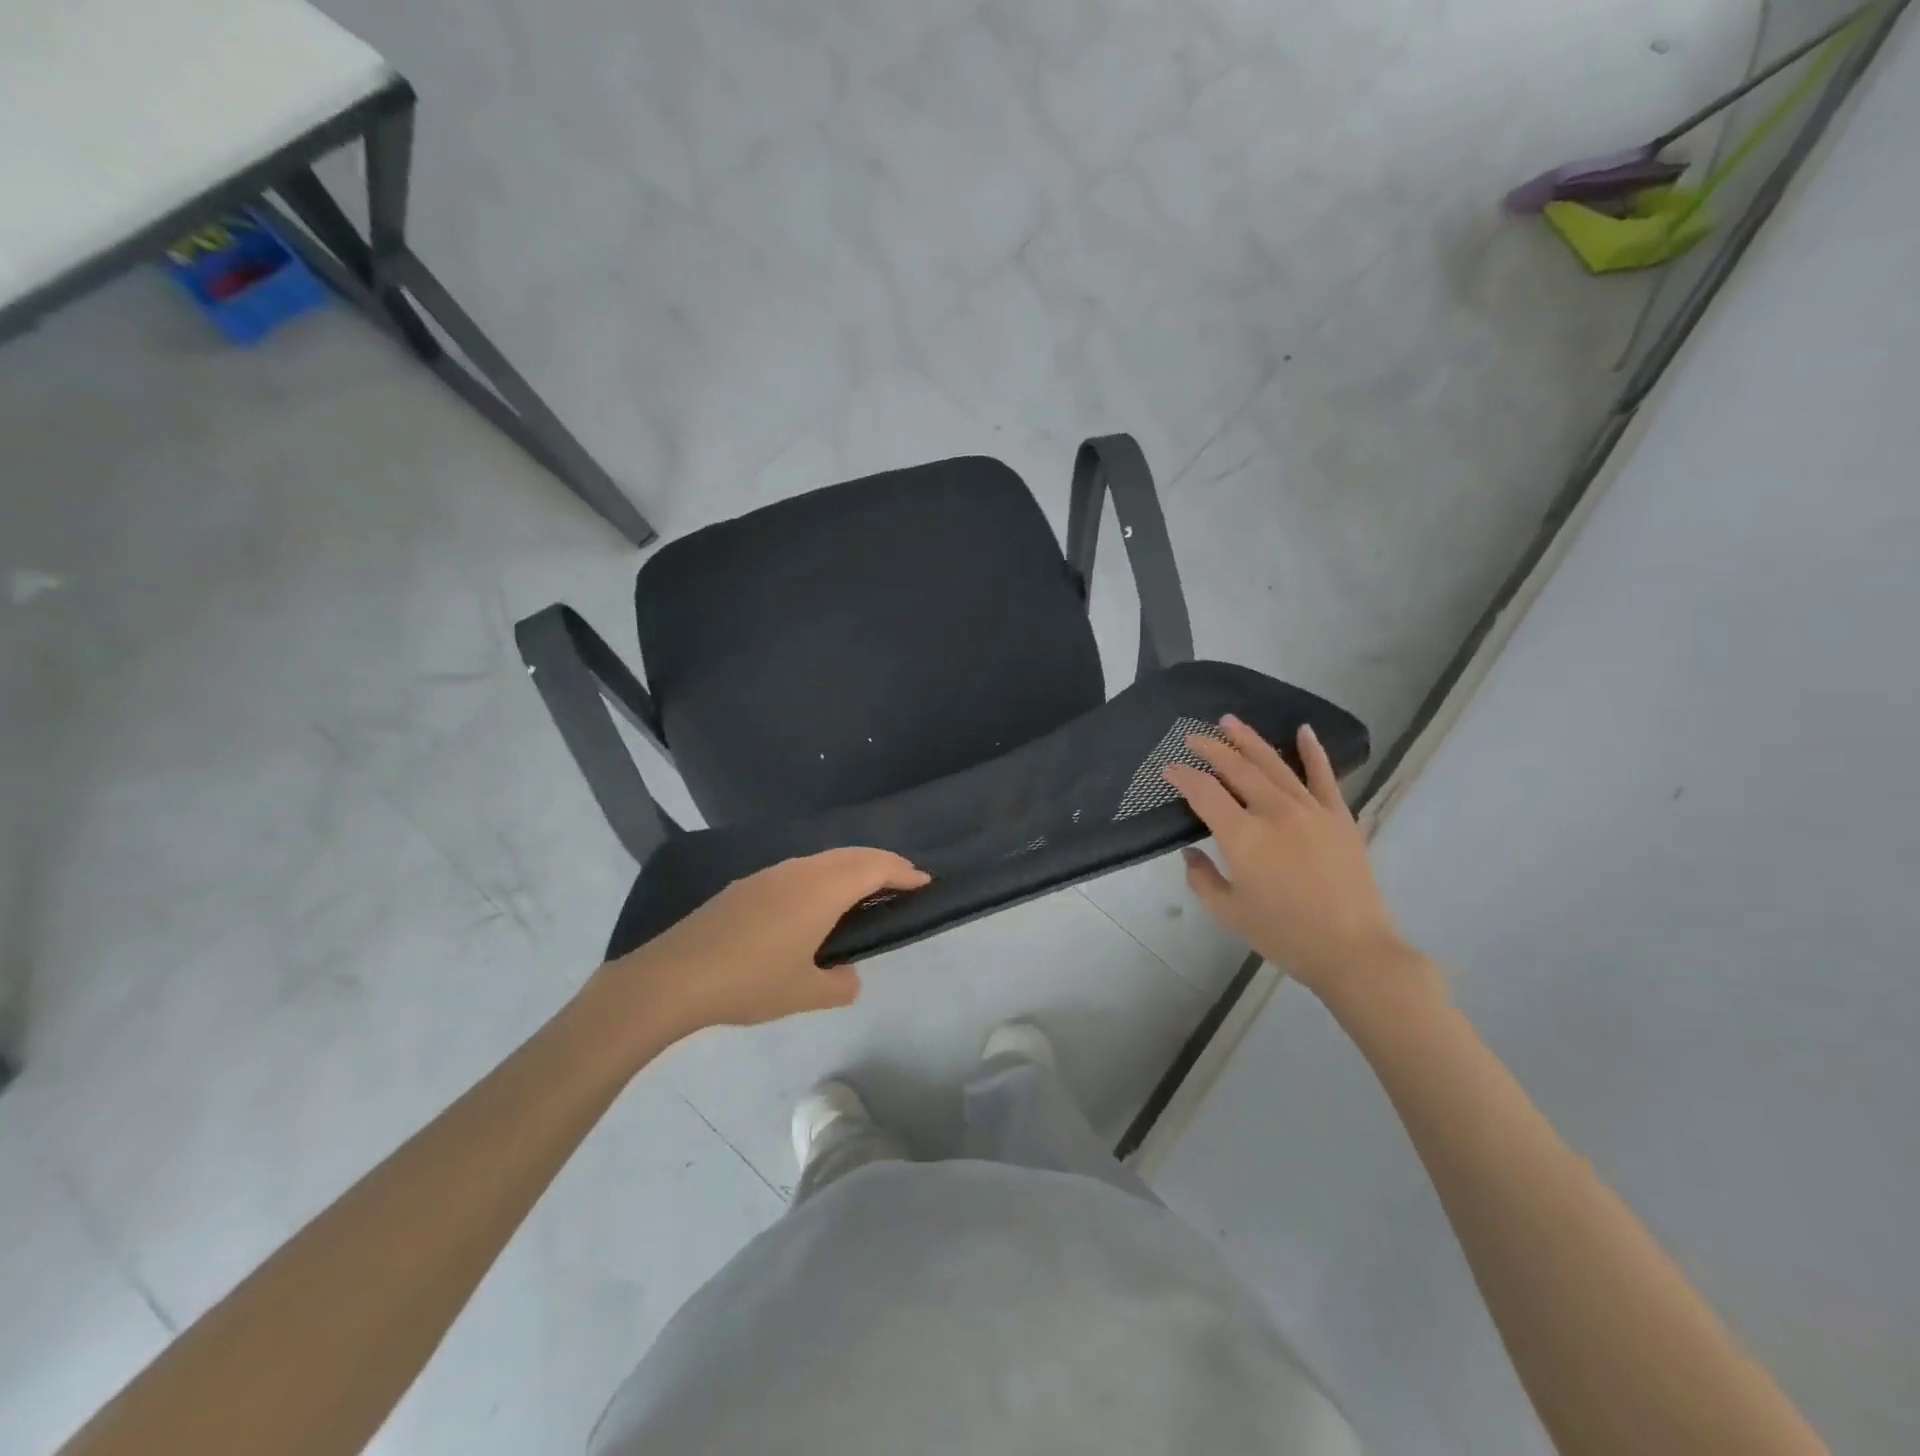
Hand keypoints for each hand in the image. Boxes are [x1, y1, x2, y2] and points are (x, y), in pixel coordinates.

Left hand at [600, 848, 929, 1040]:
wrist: (672, 977)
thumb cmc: (749, 982)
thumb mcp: (805, 992)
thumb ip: (839, 983)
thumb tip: (846, 974)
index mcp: (821, 890)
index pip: (874, 868)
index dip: (903, 872)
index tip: (924, 881)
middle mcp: (799, 871)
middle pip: (851, 855)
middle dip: (882, 864)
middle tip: (903, 882)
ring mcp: (769, 874)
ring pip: (823, 859)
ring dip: (850, 868)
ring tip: (864, 891)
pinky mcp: (746, 886)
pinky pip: (799, 870)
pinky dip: (823, 877)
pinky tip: (814, 903)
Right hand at [1163, 716, 1429, 1009]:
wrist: (1353, 950)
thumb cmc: (1284, 935)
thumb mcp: (1229, 913)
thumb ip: (1202, 879)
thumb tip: (1191, 854)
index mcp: (1242, 836)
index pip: (1204, 793)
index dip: (1183, 776)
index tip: (1168, 767)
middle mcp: (1274, 812)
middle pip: (1237, 768)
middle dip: (1211, 749)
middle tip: (1193, 736)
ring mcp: (1310, 809)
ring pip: (1274, 764)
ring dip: (1249, 740)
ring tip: (1230, 721)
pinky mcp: (1339, 816)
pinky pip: (1324, 775)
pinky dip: (1313, 751)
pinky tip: (1304, 730)